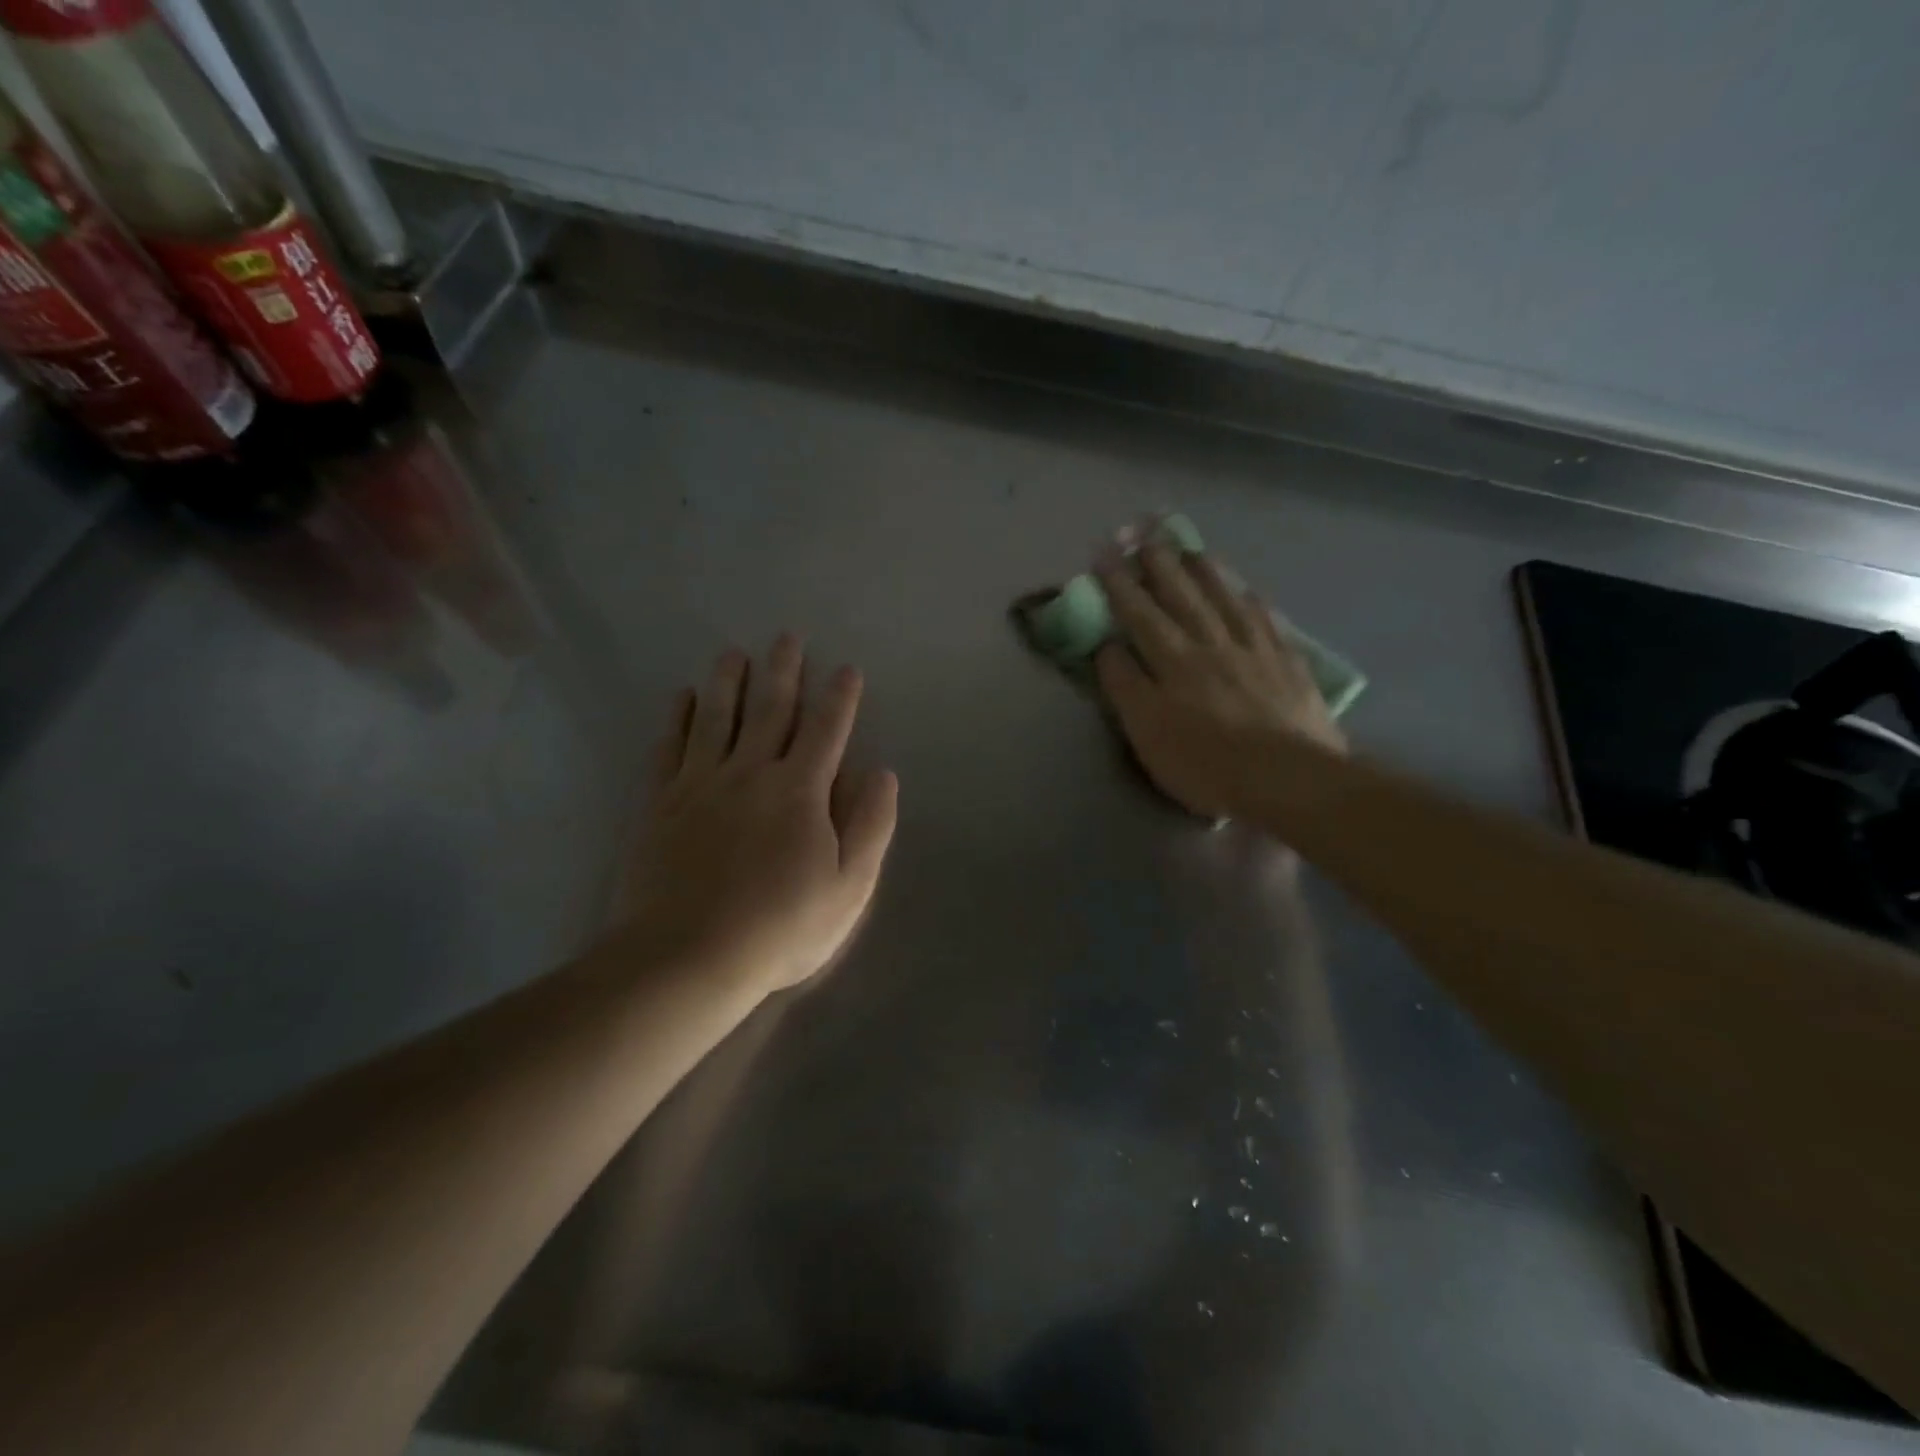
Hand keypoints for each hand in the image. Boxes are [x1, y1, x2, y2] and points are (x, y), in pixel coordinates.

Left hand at [627, 636, 898, 995]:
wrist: (686, 957)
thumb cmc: (779, 926)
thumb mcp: (849, 887)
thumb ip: (870, 826)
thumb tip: (881, 772)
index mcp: (800, 791)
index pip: (827, 730)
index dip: (840, 698)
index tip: (846, 669)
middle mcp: (750, 772)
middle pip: (770, 710)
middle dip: (783, 671)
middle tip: (787, 637)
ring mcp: (700, 784)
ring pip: (716, 717)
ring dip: (727, 681)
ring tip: (733, 652)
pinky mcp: (661, 803)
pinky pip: (670, 747)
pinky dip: (677, 719)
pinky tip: (682, 698)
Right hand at [1095, 542, 1345, 818]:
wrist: (1286, 778)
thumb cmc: (1205, 763)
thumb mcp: (1146, 732)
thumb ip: (1125, 686)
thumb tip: (1107, 647)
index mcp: (1173, 661)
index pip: (1139, 614)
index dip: (1120, 584)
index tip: (1104, 554)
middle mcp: (1212, 643)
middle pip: (1183, 596)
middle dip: (1161, 564)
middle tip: (1147, 534)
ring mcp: (1254, 650)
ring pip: (1226, 599)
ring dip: (1206, 572)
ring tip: (1192, 548)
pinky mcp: (1288, 664)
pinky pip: (1267, 621)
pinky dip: (1253, 601)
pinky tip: (1249, 590)